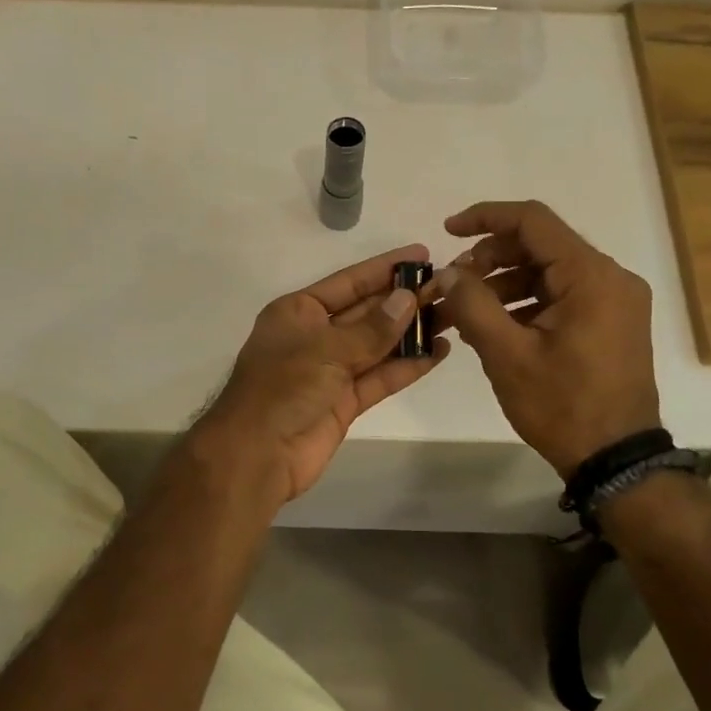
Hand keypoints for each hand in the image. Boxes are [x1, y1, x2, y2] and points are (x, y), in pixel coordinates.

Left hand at [198, 245, 449, 505]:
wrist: (257, 455)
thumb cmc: (283, 388)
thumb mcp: (326, 349)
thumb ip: (371, 328)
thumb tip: (408, 299)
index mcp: (299, 312)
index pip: (348, 282)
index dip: (385, 269)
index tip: (421, 255)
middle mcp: (315, 336)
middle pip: (367, 312)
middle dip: (405, 300)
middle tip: (448, 286)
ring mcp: (331, 371)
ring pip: (378, 345)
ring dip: (412, 332)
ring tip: (453, 315)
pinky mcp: (345, 402)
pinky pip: (380, 377)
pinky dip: (407, 366)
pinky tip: (439, 352)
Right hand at [429, 201, 660, 478]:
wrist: (616, 460)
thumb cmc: (562, 405)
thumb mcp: (506, 355)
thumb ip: (472, 304)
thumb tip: (449, 272)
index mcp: (591, 276)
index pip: (533, 221)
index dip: (485, 218)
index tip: (447, 230)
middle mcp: (611, 278)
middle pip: (541, 246)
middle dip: (490, 258)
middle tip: (452, 284)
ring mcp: (615, 302)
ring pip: (549, 273)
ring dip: (504, 284)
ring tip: (463, 311)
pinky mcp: (611, 323)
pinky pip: (562, 297)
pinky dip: (525, 303)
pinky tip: (493, 327)